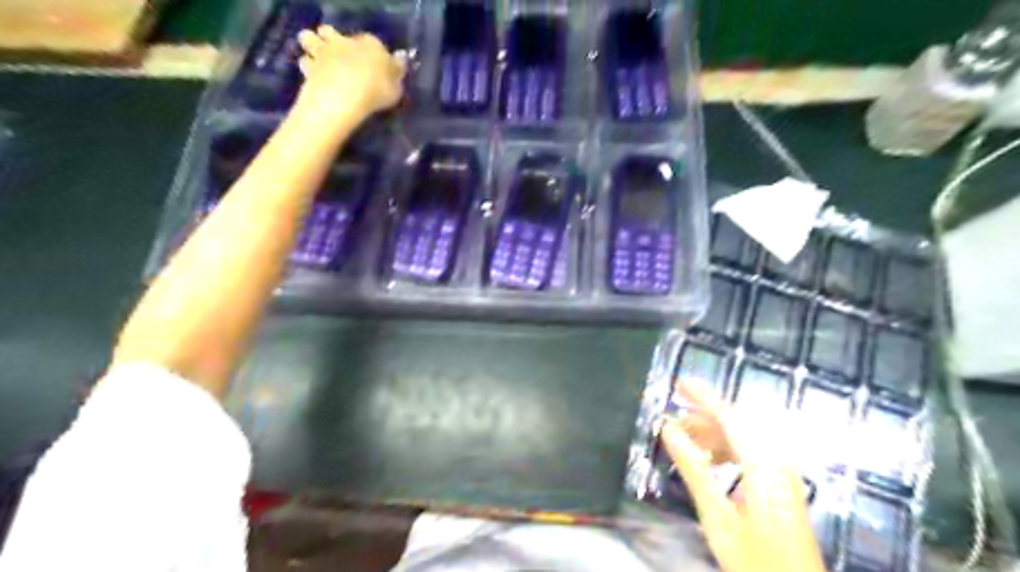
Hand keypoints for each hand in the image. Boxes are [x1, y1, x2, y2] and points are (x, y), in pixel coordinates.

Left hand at [292, 26, 404, 120]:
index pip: (369, 41)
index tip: (370, 61)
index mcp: (369, 44)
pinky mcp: (308, 66)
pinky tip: (312, 76)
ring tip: (317, 58)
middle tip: (336, 52)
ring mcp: (323, 52)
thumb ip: (397, 70)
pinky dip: (308, 67)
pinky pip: (304, 61)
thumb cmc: (377, 90)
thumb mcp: (396, 85)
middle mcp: (343, 42)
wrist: (345, 95)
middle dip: (331, 38)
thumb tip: (400, 58)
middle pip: (331, 31)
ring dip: (312, 45)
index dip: (368, 49)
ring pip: (309, 38)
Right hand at [662, 384, 827, 571]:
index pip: (731, 417)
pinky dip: (728, 448)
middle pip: (739, 423)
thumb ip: (693, 468)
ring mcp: (783, 472)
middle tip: (674, 421)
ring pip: (745, 437)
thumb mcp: (716, 516)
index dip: (704, 397)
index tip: (680, 384)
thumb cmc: (755, 559)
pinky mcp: (783, 484)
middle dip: (705, 416)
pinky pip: (753, 451)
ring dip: (714, 433)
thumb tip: (668, 429)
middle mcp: (777, 461)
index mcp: (763, 466)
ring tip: (685, 441)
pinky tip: (710, 459)